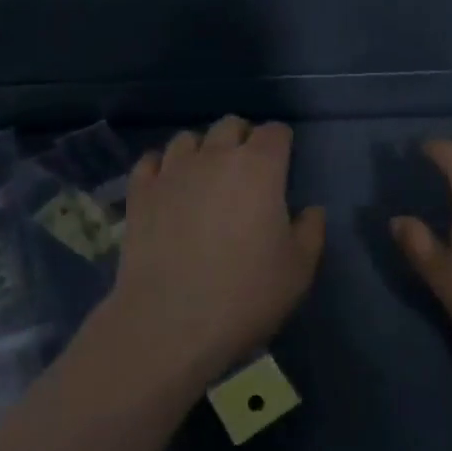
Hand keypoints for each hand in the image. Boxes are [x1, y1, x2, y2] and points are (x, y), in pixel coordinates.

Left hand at [104, 116, 324, 386]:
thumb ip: (311, 231)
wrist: (170, 325)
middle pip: (230, 124)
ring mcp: (172, 171)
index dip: (281, 143)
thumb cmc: (245, 296)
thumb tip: (311, 210)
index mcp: (259, 167)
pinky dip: (161, 167)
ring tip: (205, 175)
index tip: (283, 163)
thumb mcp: (299, 270)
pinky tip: (167, 186)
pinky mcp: (140, 193)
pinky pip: (150, 160)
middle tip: (247, 169)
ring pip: (188, 138)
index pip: (275, 131)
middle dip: (242, 138)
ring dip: (201, 149)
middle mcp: (215, 156)